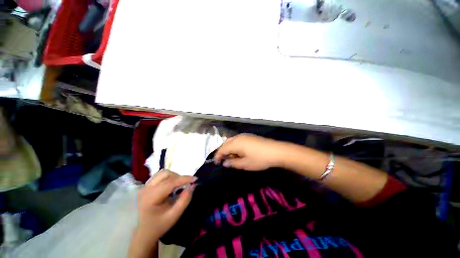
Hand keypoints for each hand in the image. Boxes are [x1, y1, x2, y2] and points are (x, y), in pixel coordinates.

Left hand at [134, 170, 196, 243]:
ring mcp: (144, 186)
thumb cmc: (158, 226)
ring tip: (179, 184)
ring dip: (173, 176)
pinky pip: (159, 176)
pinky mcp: (145, 186)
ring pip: (162, 173)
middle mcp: (146, 189)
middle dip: (179, 177)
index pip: (170, 182)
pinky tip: (171, 185)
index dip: (184, 179)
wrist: (142, 233)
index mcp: (151, 197)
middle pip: (166, 174)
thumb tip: (193, 185)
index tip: (195, 179)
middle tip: (186, 184)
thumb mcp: (174, 215)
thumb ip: (185, 200)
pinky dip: (168, 177)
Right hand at [214, 134, 285, 170]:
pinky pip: (237, 140)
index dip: (218, 156)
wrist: (276, 151)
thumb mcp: (245, 164)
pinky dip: (234, 146)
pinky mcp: (249, 136)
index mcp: (235, 143)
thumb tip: (225, 163)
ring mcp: (244, 135)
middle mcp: (238, 137)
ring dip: (228, 148)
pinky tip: (238, 152)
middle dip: (222, 151)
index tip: (216, 163)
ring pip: (232, 140)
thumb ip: (233, 163)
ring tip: (230, 157)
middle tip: (222, 160)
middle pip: (226, 143)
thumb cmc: (259, 159)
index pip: (222, 149)